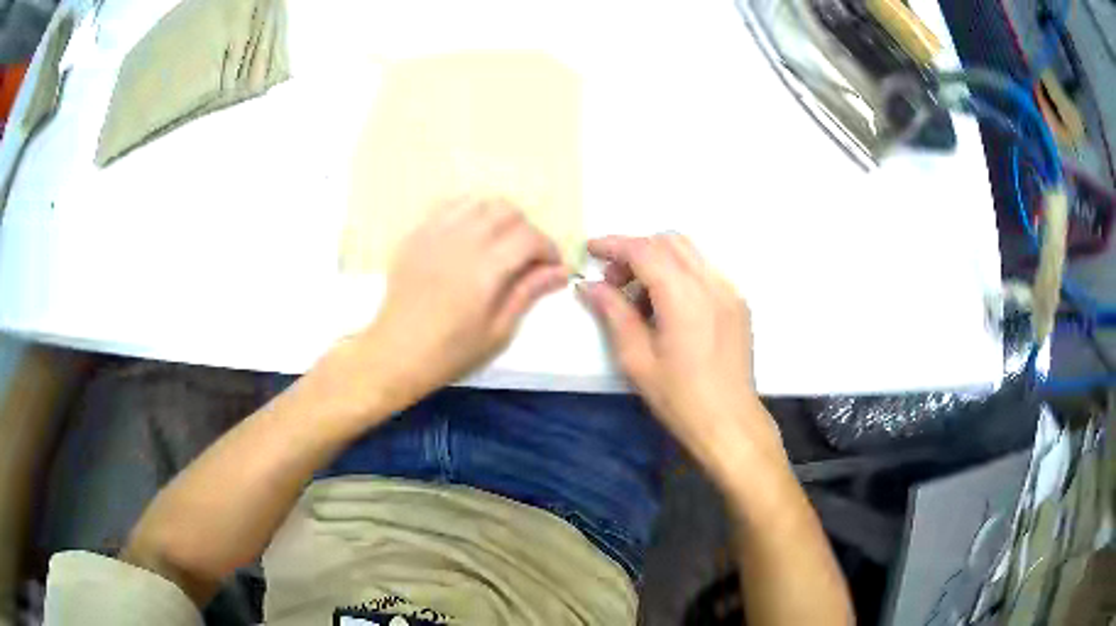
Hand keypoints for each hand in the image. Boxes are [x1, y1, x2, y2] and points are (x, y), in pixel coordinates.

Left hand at [350, 198, 566, 410]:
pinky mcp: (417, 234)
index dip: (549, 249)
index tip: (552, 268)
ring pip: (479, 202)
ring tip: (498, 244)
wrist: (397, 352)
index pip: (530, 237)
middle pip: (507, 211)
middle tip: (526, 258)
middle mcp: (462, 240)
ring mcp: (435, 233)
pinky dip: (469, 213)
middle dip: (526, 230)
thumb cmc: (451, 351)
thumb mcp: (498, 331)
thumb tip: (561, 271)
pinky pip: (449, 206)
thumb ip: (529, 293)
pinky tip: (469, 237)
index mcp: (486, 269)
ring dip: (498, 218)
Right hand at [579, 234, 784, 476]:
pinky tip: (668, 307)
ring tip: (639, 297)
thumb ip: (613, 313)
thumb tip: (589, 285)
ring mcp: (730, 291)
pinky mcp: (738, 302)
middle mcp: (712, 283)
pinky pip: (704, 270)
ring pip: (689, 252)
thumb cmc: (679, 398)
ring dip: (658, 260)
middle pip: (669, 241)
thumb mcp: (636, 359)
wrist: (729, 422)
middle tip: (614, 281)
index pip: (645, 250)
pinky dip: (680, 273)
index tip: (590, 250)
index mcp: (685, 297)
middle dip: (636, 250)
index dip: (614, 244)